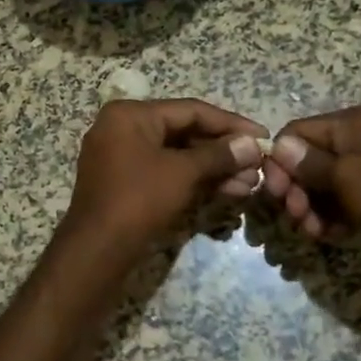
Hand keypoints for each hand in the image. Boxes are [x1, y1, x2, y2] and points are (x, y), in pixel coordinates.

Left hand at [67, 100, 266, 243]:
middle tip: (259, 166)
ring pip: (176, 156)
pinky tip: (228, 192)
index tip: (264, 137)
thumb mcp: (182, 173)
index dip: (231, 124)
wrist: (97, 250)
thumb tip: (252, 145)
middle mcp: (122, 128)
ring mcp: (121, 156)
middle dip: (224, 151)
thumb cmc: (138, 200)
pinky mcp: (125, 183)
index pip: (190, 110)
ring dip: (213, 169)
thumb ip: (219, 155)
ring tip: (250, 185)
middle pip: (184, 132)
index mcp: (130, 114)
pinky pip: (165, 172)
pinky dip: (193, 180)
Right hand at [260, 103, 360, 288]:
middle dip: (298, 189)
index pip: (301, 131)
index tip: (273, 194)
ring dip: (314, 208)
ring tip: (314, 233)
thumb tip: (278, 145)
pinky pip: (348, 201)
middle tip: (295, 218)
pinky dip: (335, 217)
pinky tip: (333, 237)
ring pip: (328, 184)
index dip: (281, 161)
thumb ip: (308, 163)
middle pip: (312, 159)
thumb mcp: (348, 178)